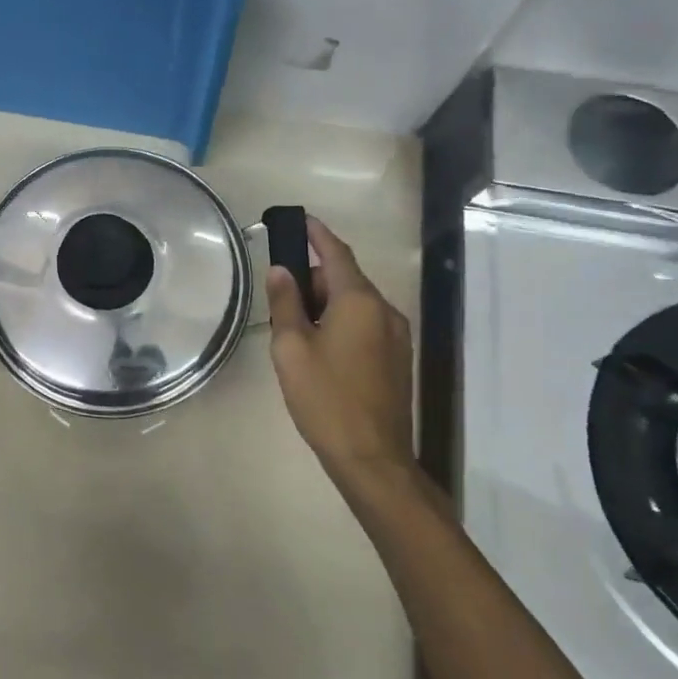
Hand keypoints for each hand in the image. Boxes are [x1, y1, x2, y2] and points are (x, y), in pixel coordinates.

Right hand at [265, 214, 413, 478]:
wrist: (372, 459)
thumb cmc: (325, 398)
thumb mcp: (291, 347)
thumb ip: (285, 302)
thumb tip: (281, 270)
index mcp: (359, 302)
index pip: (337, 253)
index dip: (317, 234)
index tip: (299, 219)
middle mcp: (385, 311)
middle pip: (345, 279)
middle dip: (313, 279)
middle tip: (280, 297)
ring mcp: (396, 336)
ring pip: (355, 304)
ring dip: (325, 304)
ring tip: (294, 329)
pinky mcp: (397, 359)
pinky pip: (365, 324)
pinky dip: (340, 322)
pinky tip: (318, 348)